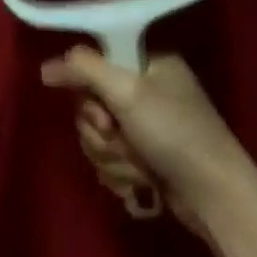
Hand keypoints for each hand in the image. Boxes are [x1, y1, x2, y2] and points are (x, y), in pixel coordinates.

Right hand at [40, 48, 256, 230]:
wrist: (210, 191)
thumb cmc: (173, 133)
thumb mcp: (127, 91)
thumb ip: (84, 70)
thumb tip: (46, 67)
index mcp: (149, 65)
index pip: (94, 68)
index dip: (89, 96)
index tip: (102, 115)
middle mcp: (149, 92)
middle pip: (92, 108)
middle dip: (102, 135)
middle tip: (121, 140)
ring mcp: (149, 128)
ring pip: (99, 140)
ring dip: (113, 158)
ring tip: (139, 167)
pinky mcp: (148, 159)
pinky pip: (113, 162)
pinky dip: (123, 175)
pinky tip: (142, 182)